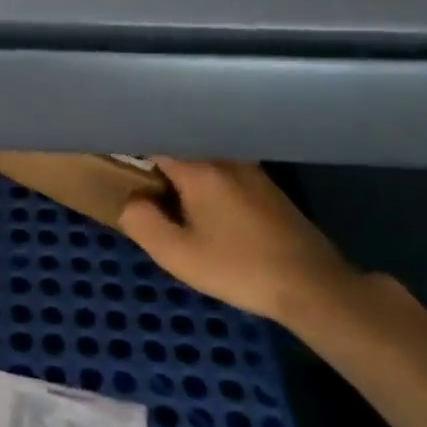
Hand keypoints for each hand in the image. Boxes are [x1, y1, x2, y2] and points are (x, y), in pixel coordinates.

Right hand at [117, 158, 356, 322]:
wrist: (311, 286)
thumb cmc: (238, 267)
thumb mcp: (177, 254)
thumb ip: (141, 221)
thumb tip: (132, 200)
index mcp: (199, 168)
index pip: (155, 141)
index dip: (132, 148)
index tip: (115, 159)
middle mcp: (225, 158)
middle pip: (180, 146)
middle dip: (156, 159)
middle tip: (136, 180)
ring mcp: (251, 170)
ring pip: (203, 158)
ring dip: (182, 170)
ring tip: (166, 193)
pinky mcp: (266, 187)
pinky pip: (222, 170)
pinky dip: (204, 179)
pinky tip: (202, 206)